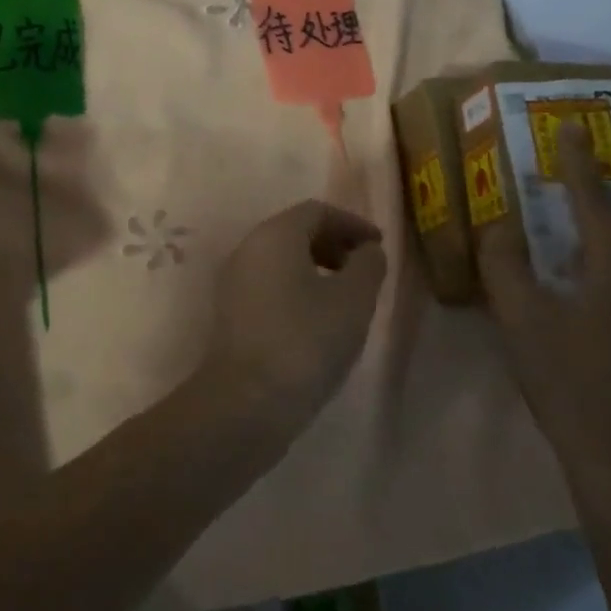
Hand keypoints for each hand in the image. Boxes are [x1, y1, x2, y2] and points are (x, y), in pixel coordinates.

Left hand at [205, 201, 387, 418]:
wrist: (247, 398)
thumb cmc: (306, 341)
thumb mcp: (352, 301)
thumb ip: (367, 266)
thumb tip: (367, 250)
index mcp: (273, 235)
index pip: (315, 211)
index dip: (351, 223)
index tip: (379, 247)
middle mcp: (247, 248)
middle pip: (294, 230)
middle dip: (333, 243)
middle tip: (364, 270)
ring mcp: (234, 280)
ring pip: (280, 258)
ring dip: (316, 266)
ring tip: (346, 296)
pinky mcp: (231, 310)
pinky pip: (269, 282)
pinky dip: (297, 286)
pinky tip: (318, 319)